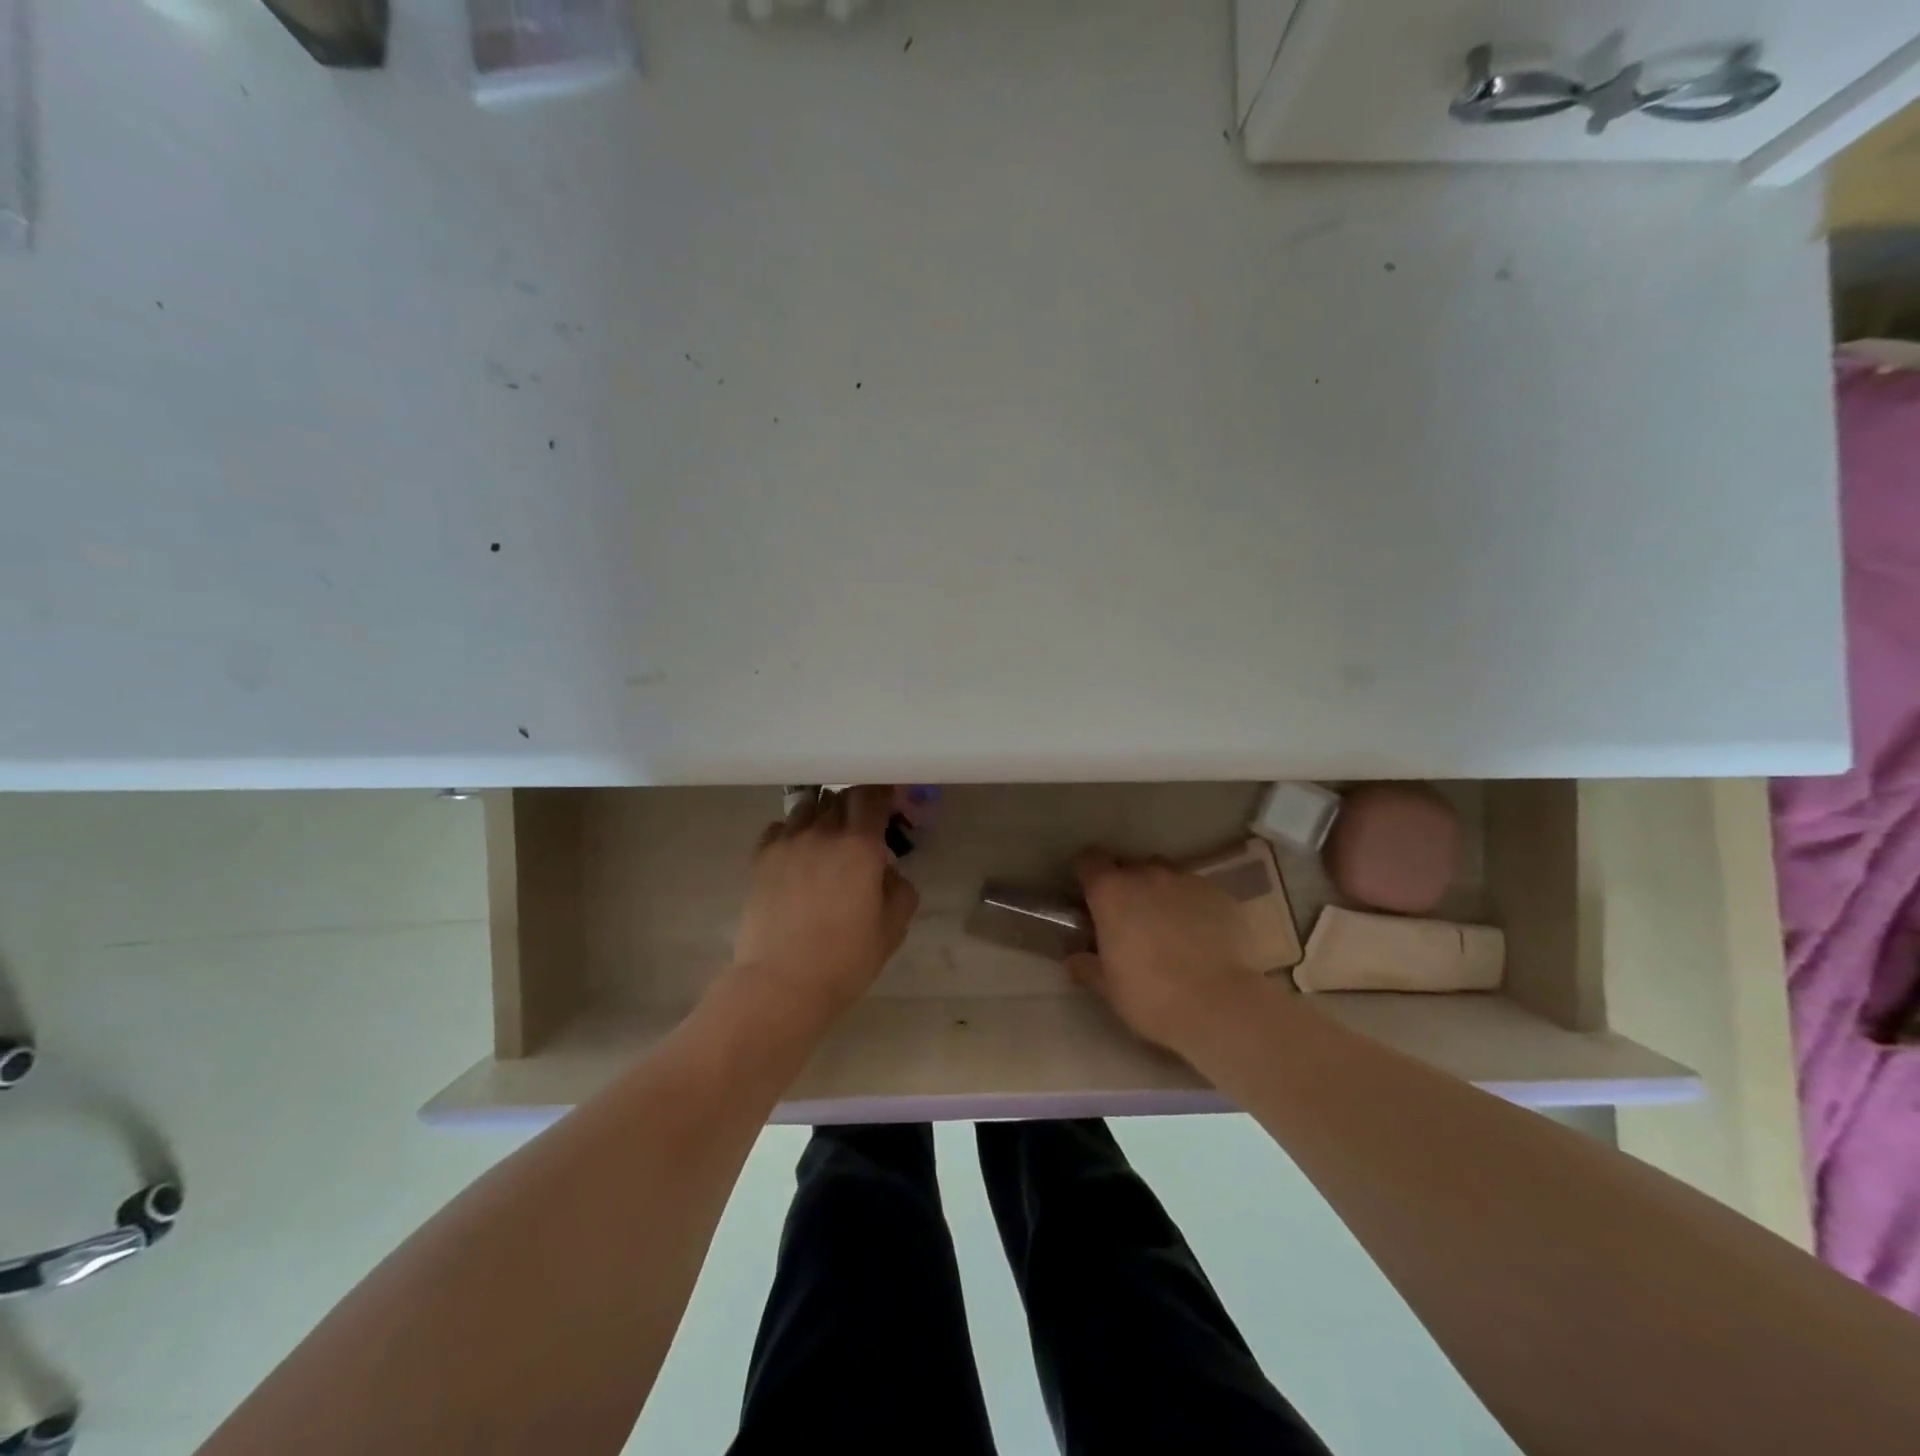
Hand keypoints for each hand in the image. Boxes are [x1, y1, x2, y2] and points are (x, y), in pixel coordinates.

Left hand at [731, 786, 919, 1021]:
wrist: (781, 983)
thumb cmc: (845, 959)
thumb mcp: (892, 929)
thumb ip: (900, 890)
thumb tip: (888, 870)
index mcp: (860, 846)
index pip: (871, 795)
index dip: (881, 792)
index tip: (887, 802)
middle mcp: (823, 833)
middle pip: (839, 796)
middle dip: (853, 805)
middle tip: (860, 826)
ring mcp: (788, 842)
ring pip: (807, 806)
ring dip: (822, 814)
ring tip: (826, 837)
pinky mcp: (761, 858)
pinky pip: (778, 827)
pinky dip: (791, 832)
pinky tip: (797, 854)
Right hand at [1067, 850, 1264, 1052]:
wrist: (1220, 1005)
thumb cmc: (1152, 995)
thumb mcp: (1109, 988)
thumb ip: (1087, 967)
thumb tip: (1073, 960)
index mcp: (1111, 892)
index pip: (1089, 861)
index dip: (1087, 874)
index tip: (1089, 895)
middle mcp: (1146, 874)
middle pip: (1129, 865)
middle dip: (1126, 884)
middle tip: (1129, 917)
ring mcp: (1186, 880)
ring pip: (1165, 874)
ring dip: (1159, 891)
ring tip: (1166, 924)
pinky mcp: (1219, 893)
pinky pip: (1196, 890)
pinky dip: (1191, 904)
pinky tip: (1199, 934)